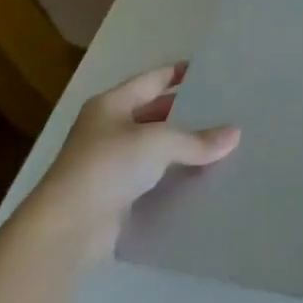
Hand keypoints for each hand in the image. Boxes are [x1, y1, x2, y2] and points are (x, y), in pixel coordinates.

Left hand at [25, 63, 239, 257]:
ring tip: (219, 145)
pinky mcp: (113, 196)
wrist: (67, 230)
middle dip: (185, 113)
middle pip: (153, 113)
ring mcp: (108, 164)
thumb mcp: (158, 143)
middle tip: (222, 110)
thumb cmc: (108, 166)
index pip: (153, 79)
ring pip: (153, 148)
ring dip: (180, 148)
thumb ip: (197, 139)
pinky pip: (150, 179)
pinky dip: (171, 177)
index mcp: (112, 104)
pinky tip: (199, 178)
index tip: (210, 72)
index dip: (179, 73)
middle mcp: (108, 129)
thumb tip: (235, 134)